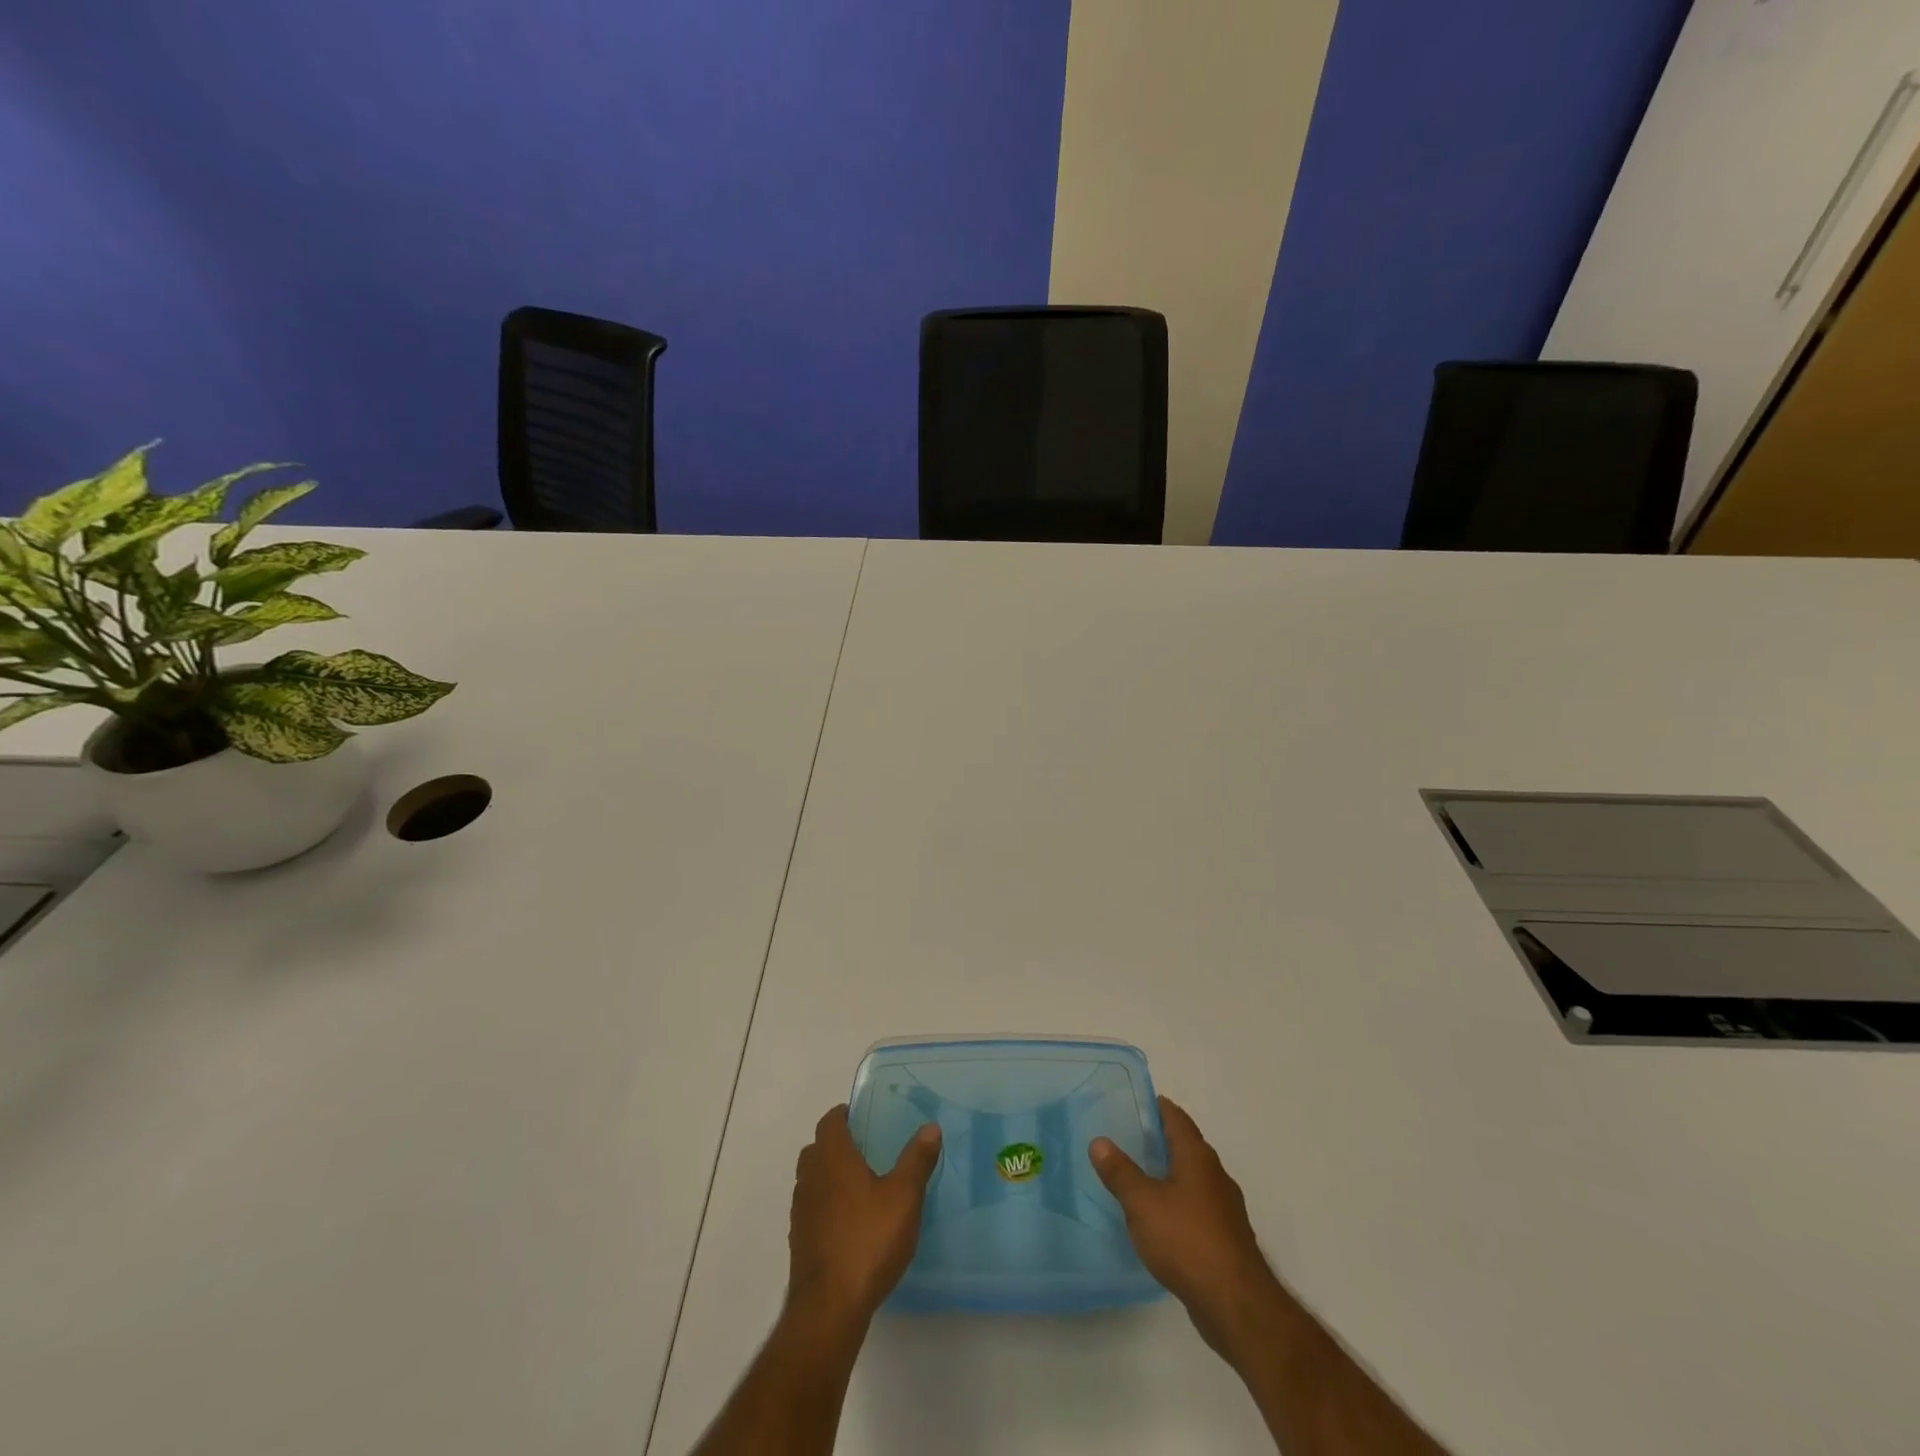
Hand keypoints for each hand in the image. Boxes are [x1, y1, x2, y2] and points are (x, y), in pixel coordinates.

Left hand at [786, 1104, 941, 1330]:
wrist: (829, 1307)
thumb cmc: (868, 1240)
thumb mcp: (904, 1197)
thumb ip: (917, 1160)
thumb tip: (930, 1127)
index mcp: (832, 1158)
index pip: (829, 1122)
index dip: (843, 1115)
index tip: (862, 1117)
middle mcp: (811, 1178)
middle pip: (817, 1149)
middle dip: (836, 1144)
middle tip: (865, 1150)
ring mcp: (801, 1211)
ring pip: (811, 1179)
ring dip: (829, 1176)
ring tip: (860, 1186)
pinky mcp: (799, 1241)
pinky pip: (812, 1209)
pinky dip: (826, 1206)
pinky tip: (849, 1224)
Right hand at [1090, 1096, 1287, 1362]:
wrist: (1236, 1305)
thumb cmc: (1187, 1241)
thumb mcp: (1142, 1203)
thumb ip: (1120, 1172)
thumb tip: (1099, 1141)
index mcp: (1197, 1157)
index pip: (1176, 1117)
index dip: (1156, 1106)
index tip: (1132, 1102)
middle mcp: (1215, 1175)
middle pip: (1185, 1146)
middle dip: (1159, 1140)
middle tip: (1126, 1138)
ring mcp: (1224, 1208)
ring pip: (1192, 1179)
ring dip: (1168, 1174)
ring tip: (1137, 1177)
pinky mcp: (1225, 1238)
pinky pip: (1196, 1207)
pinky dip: (1177, 1203)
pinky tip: (1158, 1219)